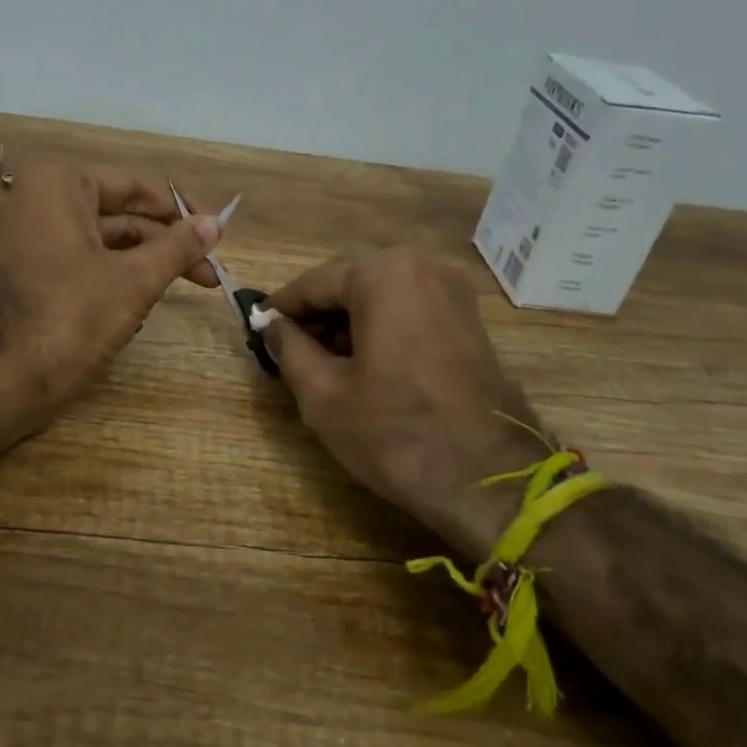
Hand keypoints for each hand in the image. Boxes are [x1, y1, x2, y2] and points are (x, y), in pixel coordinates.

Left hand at [0, 162, 220, 410]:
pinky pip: (81, 265)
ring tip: (186, 290)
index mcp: (58, 185)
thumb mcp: (135, 279)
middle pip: (118, 216)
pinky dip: (113, 280)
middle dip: (164, 244)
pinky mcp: (28, 275)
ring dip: (143, 265)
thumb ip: (177, 247)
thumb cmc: (71, 316)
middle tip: (209, 273)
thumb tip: (216, 223)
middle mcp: (38, 202)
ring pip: (102, 243)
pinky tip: (142, 309)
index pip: (133, 186)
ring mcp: (29, 241)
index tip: (213, 234)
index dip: (178, 212)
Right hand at [259, 247, 546, 553]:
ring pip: (380, 293)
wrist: (489, 481)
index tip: (257, 330)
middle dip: (316, 312)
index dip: (280, 309)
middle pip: (349, 280)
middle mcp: (422, 266)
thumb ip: (288, 347)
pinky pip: (409, 307)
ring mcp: (453, 291)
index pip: (313, 282)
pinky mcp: (469, 319)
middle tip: (288, 349)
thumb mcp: (323, 393)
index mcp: (383, 273)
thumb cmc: (395, 432)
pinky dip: (380, 325)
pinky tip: (363, 363)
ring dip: (347, 319)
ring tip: (322, 361)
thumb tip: (269, 324)